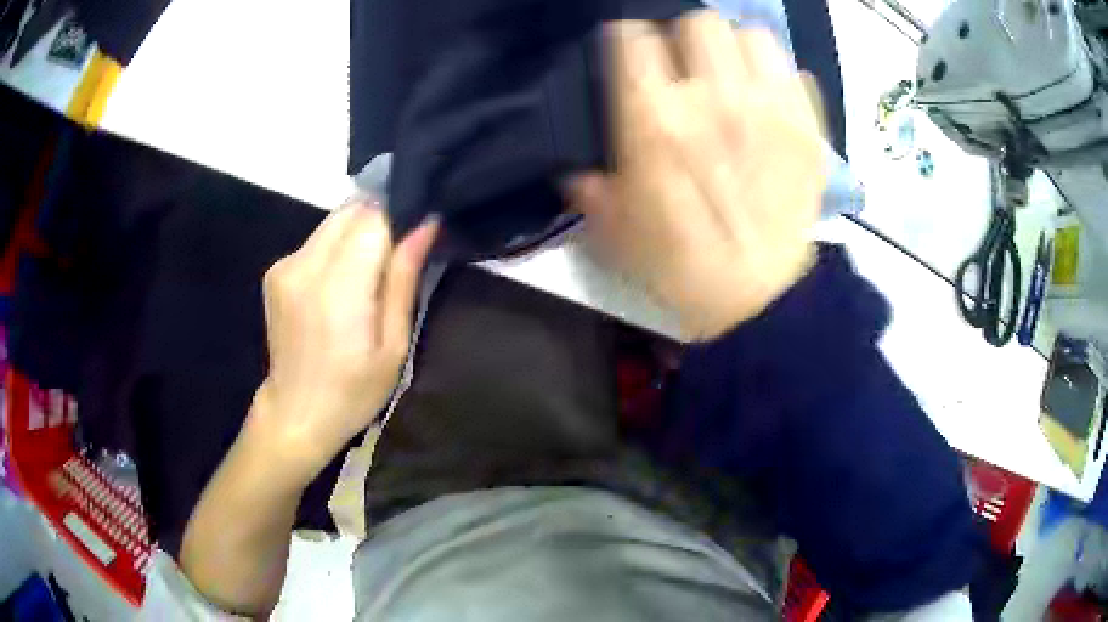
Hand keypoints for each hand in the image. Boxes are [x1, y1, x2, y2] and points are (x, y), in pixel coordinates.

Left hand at [248, 199, 437, 483]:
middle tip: (392, 260)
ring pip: (333, 221)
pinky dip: (335, 248)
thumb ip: (403, 279)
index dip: (398, 222)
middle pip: (351, 211)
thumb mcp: (393, 345)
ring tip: (367, 274)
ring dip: (356, 234)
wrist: (296, 413)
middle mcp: (305, 265)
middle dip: (378, 223)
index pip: (373, 219)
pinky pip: (316, 240)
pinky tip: (340, 283)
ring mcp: (285, 265)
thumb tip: (426, 224)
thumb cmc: (354, 391)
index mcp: (338, 289)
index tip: (413, 241)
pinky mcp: (275, 270)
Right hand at [571, 11, 825, 340]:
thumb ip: (590, 183)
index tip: (635, 55)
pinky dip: (777, 76)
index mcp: (654, 118)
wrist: (759, 299)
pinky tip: (768, 99)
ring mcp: (769, 108)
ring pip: (750, 35)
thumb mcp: (614, 228)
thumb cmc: (681, 265)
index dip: (631, 40)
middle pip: (699, 21)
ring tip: (733, 76)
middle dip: (687, 37)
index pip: (634, 35)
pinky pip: (793, 70)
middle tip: (688, 65)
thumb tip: (580, 163)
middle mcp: (712, 97)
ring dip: (736, 50)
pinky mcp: (807, 127)